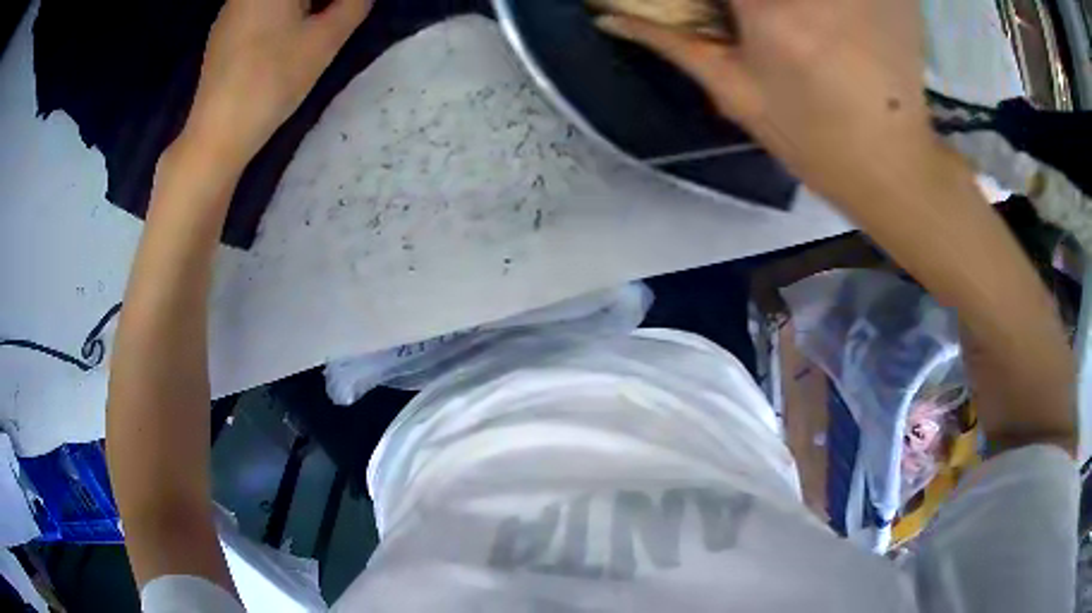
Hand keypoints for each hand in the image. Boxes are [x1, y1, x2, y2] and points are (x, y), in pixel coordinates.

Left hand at [182, 0, 372, 169]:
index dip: (334, 2)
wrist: (217, 132)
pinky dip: (278, 16)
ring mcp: (230, 11)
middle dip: (319, 2)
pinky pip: (257, 10)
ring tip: (311, 29)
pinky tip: (280, 42)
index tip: (345, 12)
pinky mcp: (221, 33)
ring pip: (274, 1)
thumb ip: (353, 5)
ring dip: (301, 7)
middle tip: (334, 17)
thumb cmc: (273, 80)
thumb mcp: (325, 41)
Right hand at [597, 0, 936, 200]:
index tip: (723, 8)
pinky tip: (837, 18)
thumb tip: (611, 16)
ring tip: (798, 23)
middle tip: (753, 16)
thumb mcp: (736, 94)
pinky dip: (844, 2)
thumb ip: (672, 42)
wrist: (895, 164)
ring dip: (797, 3)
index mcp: (770, 13)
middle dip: (750, 2)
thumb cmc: (812, 139)